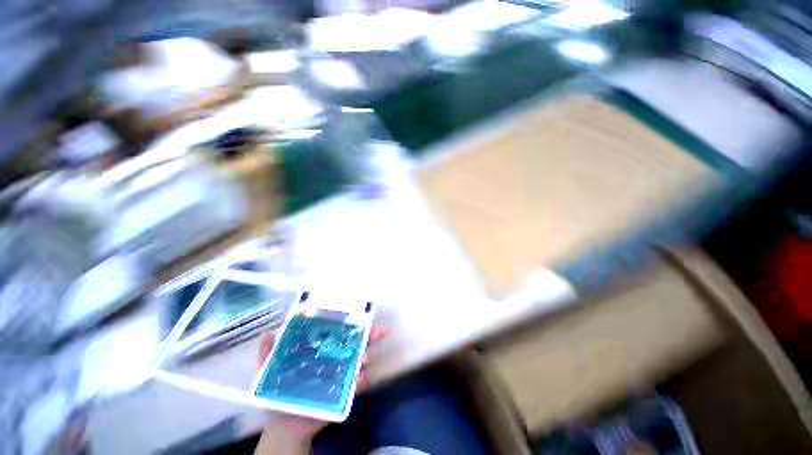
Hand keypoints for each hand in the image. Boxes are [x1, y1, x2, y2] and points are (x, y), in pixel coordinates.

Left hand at [257, 325, 384, 440]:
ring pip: (358, 362)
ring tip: (365, 358)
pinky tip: (359, 378)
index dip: (352, 324)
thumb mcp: (270, 368)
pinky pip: (355, 386)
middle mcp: (336, 358)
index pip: (340, 332)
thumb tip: (267, 333)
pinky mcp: (344, 393)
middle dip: (370, 336)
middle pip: (356, 343)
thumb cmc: (281, 390)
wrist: (285, 422)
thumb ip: (269, 351)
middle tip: (379, 331)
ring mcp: (342, 375)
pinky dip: (359, 381)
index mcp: (323, 349)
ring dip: (365, 358)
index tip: (363, 317)